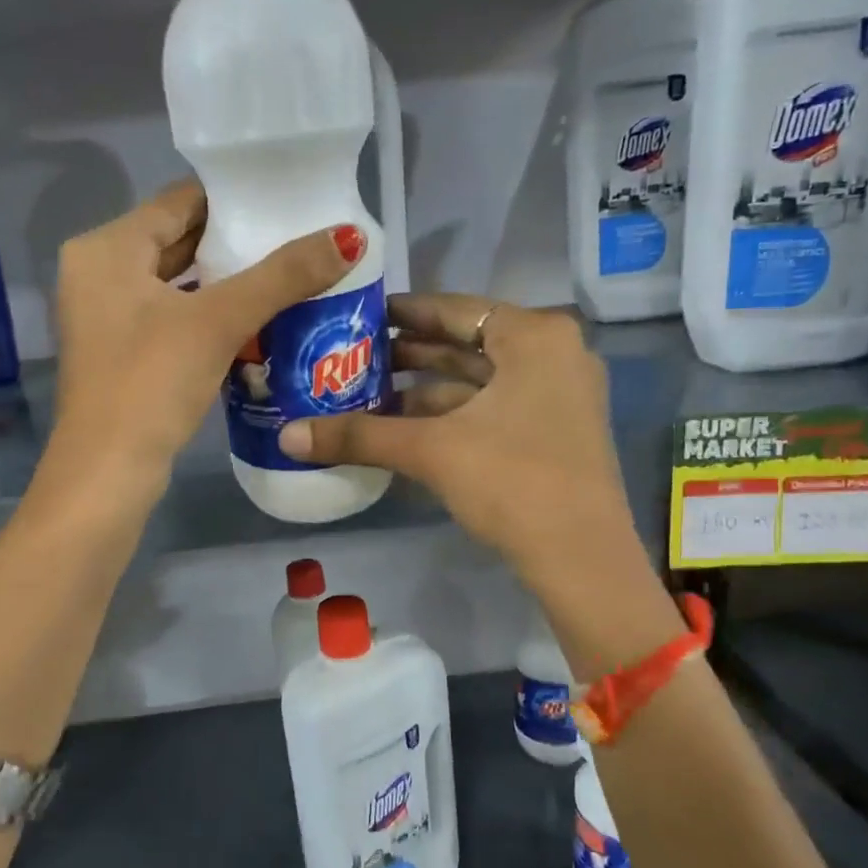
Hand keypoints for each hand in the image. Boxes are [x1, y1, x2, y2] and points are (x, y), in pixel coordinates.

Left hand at [51, 179, 362, 477]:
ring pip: (179, 283)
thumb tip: (350, 237)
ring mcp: (108, 317)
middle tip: (299, 238)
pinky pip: (175, 317)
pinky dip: (211, 315)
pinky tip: (257, 320)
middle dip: (237, 242)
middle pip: (179, 241)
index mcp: (106, 249)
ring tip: (289, 275)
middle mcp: (99, 274)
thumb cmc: (151, 383)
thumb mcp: (218, 322)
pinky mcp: (124, 354)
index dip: (235, 199)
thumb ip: (282, 276)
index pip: (180, 201)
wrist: (108, 473)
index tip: (288, 200)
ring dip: (228, 282)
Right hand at [279, 296, 636, 584]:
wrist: (581, 559)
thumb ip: (360, 436)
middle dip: (410, 354)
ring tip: (369, 395)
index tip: (360, 317)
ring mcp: (560, 395)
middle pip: (468, 343)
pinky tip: (406, 428)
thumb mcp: (431, 451)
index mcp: (535, 336)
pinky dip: (452, 415)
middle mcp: (553, 354)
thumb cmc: (512, 482)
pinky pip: (494, 407)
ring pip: (480, 380)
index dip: (403, 312)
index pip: (455, 308)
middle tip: (355, 357)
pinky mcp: (556, 431)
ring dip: (426, 389)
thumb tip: (287, 437)